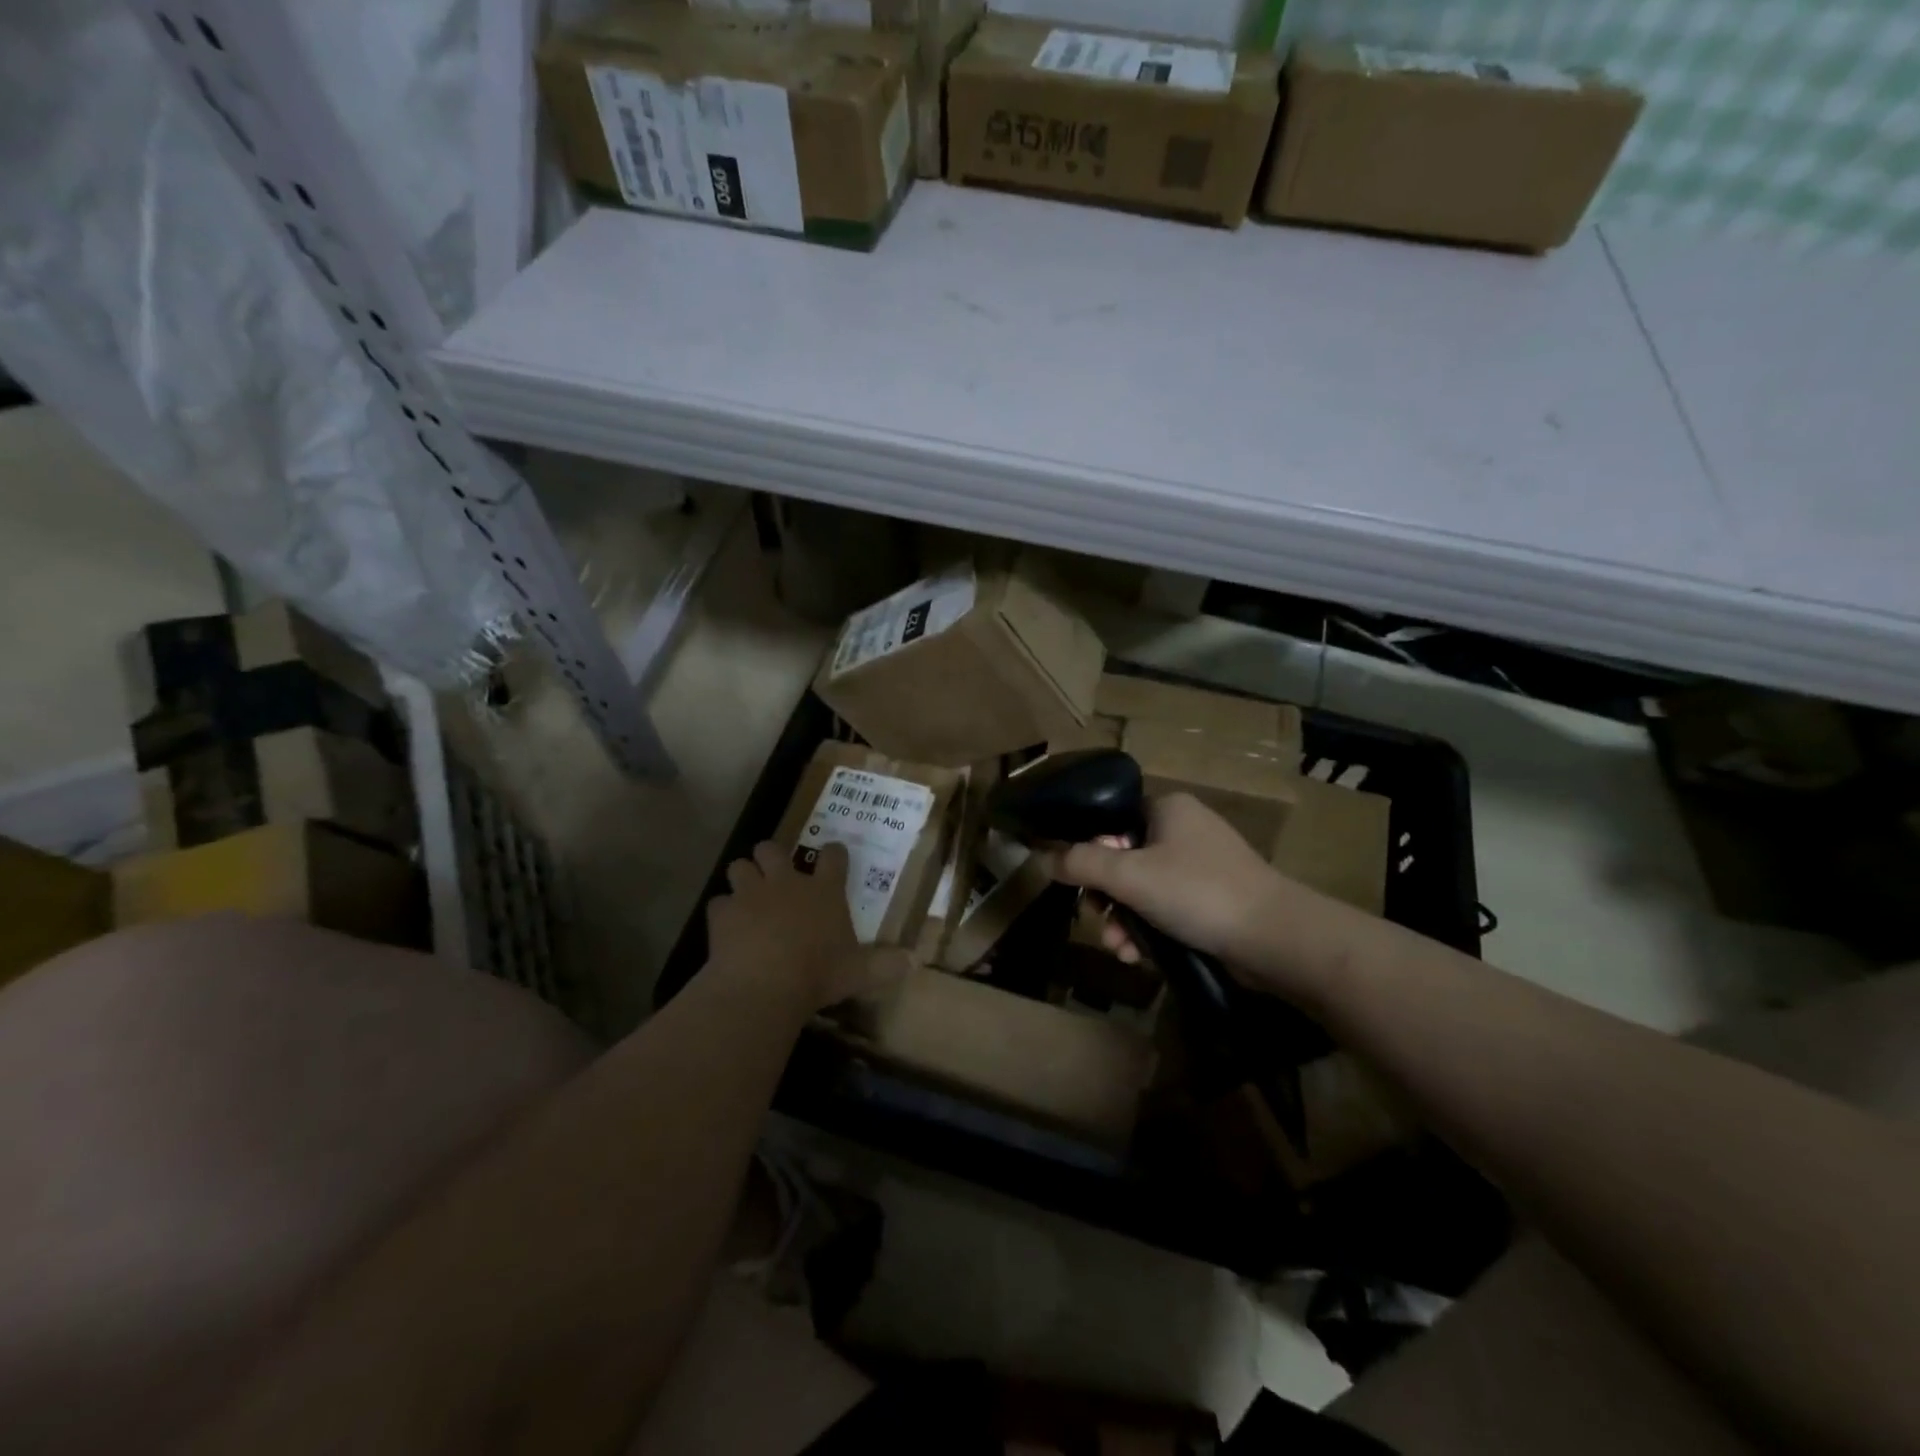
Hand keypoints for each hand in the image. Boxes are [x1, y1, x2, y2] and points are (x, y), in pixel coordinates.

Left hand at [705, 842, 907, 1011]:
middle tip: (775, 873)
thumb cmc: (819, 974)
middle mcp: (787, 882)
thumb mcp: (860, 973)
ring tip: (746, 894)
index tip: (834, 855)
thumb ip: (886, 965)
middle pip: (773, 849)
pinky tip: (726, 926)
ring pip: (740, 866)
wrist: (764, 984)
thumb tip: (917, 962)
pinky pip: (718, 902)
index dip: (834, 853)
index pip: (833, 857)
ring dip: (743, 877)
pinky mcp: (723, 913)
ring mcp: (751, 893)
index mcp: (824, 891)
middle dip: (772, 856)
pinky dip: (722, 912)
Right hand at [1044, 793, 1280, 970]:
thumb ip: (1081, 864)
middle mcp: (1184, 830)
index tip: (1079, 884)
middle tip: (1099, 922)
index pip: (1111, 821)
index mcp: (1167, 808)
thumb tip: (1041, 856)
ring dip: (1123, 921)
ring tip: (1119, 949)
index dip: (1089, 852)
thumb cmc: (1198, 893)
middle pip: (1123, 860)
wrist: (1276, 939)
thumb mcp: (1130, 876)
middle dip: (1106, 899)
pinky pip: (1166, 908)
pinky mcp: (1214, 899)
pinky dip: (1149, 930)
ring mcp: (1202, 866)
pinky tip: (1139, 957)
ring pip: (1143, 890)